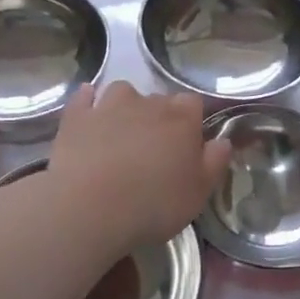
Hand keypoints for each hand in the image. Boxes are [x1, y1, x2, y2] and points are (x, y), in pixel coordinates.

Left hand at [48, 82, 230, 246]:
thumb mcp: (198, 193)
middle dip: (159, 117)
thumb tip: (222, 141)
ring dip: (125, 105)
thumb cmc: (153, 204)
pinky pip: (84, 98)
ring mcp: (108, 106)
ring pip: (122, 91)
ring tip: (122, 130)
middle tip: (154, 148)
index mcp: (181, 120)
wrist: (90, 207)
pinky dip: (88, 101)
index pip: (193, 104)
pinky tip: (88, 109)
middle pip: (159, 99)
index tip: (187, 143)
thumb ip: (214, 163)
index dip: (191, 120)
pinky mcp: (76, 116)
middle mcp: (147, 104)